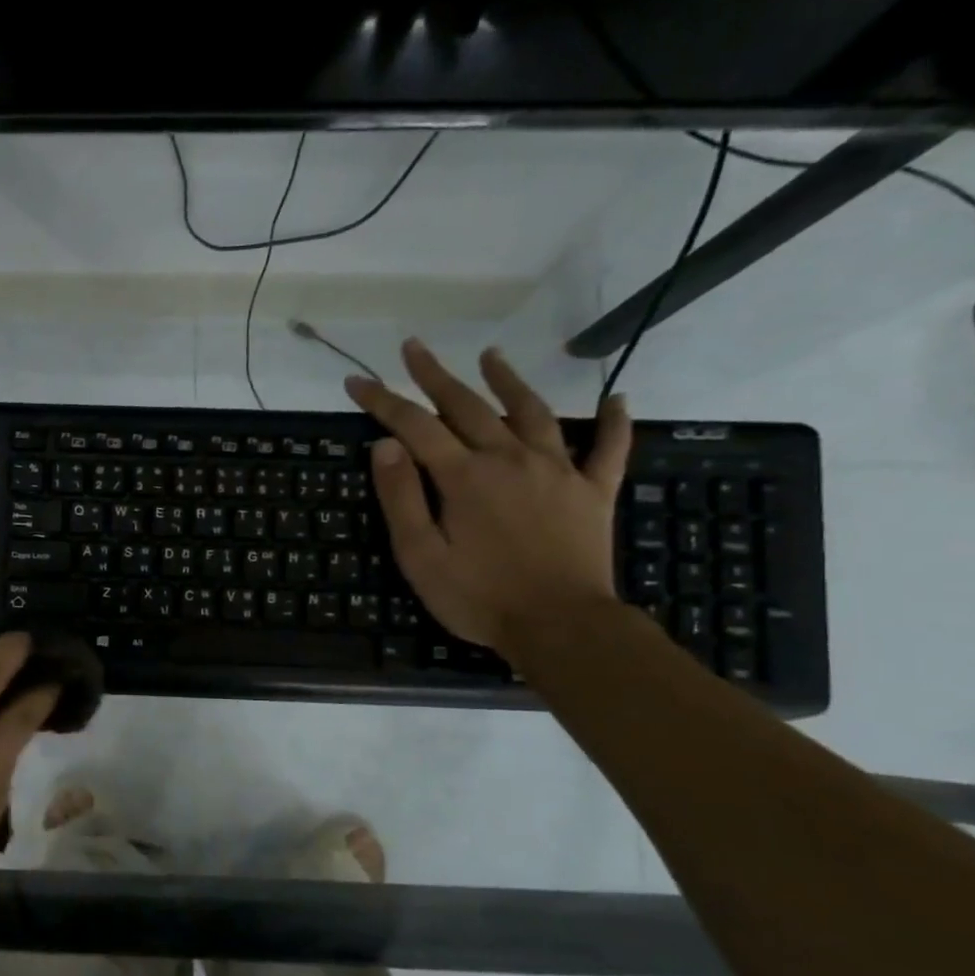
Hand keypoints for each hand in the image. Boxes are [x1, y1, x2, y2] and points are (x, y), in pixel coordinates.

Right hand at [344, 339, 629, 653]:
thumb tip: (386, 446)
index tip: (357, 380)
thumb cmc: (479, 597)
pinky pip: (609, 449)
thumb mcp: (420, 555)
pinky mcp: (593, 492)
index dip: (383, 401)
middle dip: (435, 375)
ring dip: (508, 381)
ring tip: (492, 356)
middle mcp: (510, 459)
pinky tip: (617, 401)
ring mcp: (558, 471)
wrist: (561, 627)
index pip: (414, 426)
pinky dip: (614, 423)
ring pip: (532, 413)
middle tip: (414, 347)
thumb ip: (401, 498)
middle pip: (467, 406)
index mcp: (464, 477)